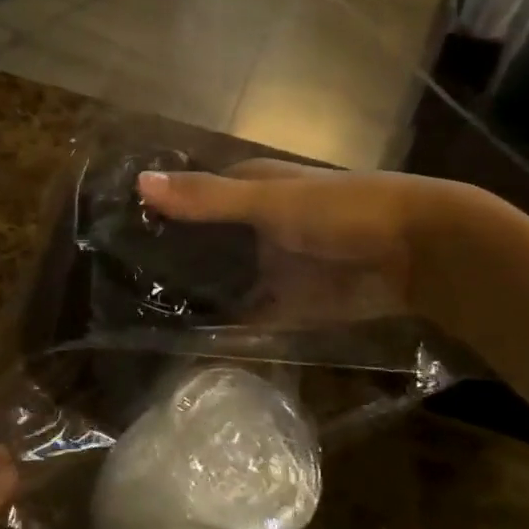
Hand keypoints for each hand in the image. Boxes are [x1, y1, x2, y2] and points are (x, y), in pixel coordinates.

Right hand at [136, 161, 472, 322]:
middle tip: (114, 286)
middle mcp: (252, 227)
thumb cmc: (342, 210)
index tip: (109, 236)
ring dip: (189, 297)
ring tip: (135, 318)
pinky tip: (183, 345)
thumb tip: (139, 183)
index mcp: (248, 189)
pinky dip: (220, 330)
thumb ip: (207, 198)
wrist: (420, 253)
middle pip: (199, 245)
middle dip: (166, 262)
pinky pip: (244, 319)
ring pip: (218, 283)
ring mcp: (267, 268)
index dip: (155, 214)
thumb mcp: (270, 201)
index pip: (189, 199)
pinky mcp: (285, 306)